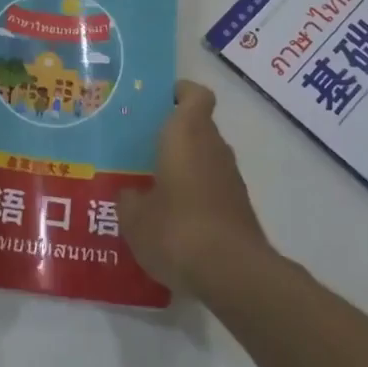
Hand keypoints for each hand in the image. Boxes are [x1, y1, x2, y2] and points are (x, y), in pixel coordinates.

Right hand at [117, 80, 270, 296]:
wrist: (233, 273)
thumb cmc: (177, 229)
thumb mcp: (135, 217)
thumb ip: (128, 198)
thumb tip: (130, 194)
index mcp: (187, 133)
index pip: (194, 94)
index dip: (179, 93)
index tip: (157, 102)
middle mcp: (213, 146)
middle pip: (197, 126)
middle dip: (172, 134)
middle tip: (139, 147)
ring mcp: (231, 178)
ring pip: (205, 157)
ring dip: (184, 166)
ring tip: (150, 186)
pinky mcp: (239, 207)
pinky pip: (212, 187)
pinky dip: (196, 194)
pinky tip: (172, 219)